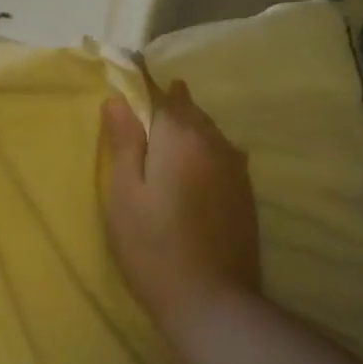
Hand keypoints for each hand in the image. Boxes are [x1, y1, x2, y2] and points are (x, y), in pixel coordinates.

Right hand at [101, 67, 261, 323]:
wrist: (212, 301)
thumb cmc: (152, 245)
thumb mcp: (123, 193)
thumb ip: (123, 142)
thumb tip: (118, 99)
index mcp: (179, 136)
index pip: (156, 91)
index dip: (139, 77)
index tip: (125, 62)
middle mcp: (213, 142)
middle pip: (187, 107)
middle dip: (166, 98)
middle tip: (144, 96)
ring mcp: (235, 167)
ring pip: (208, 129)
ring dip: (187, 121)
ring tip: (169, 119)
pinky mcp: (245, 192)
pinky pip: (222, 152)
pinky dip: (204, 145)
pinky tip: (197, 158)